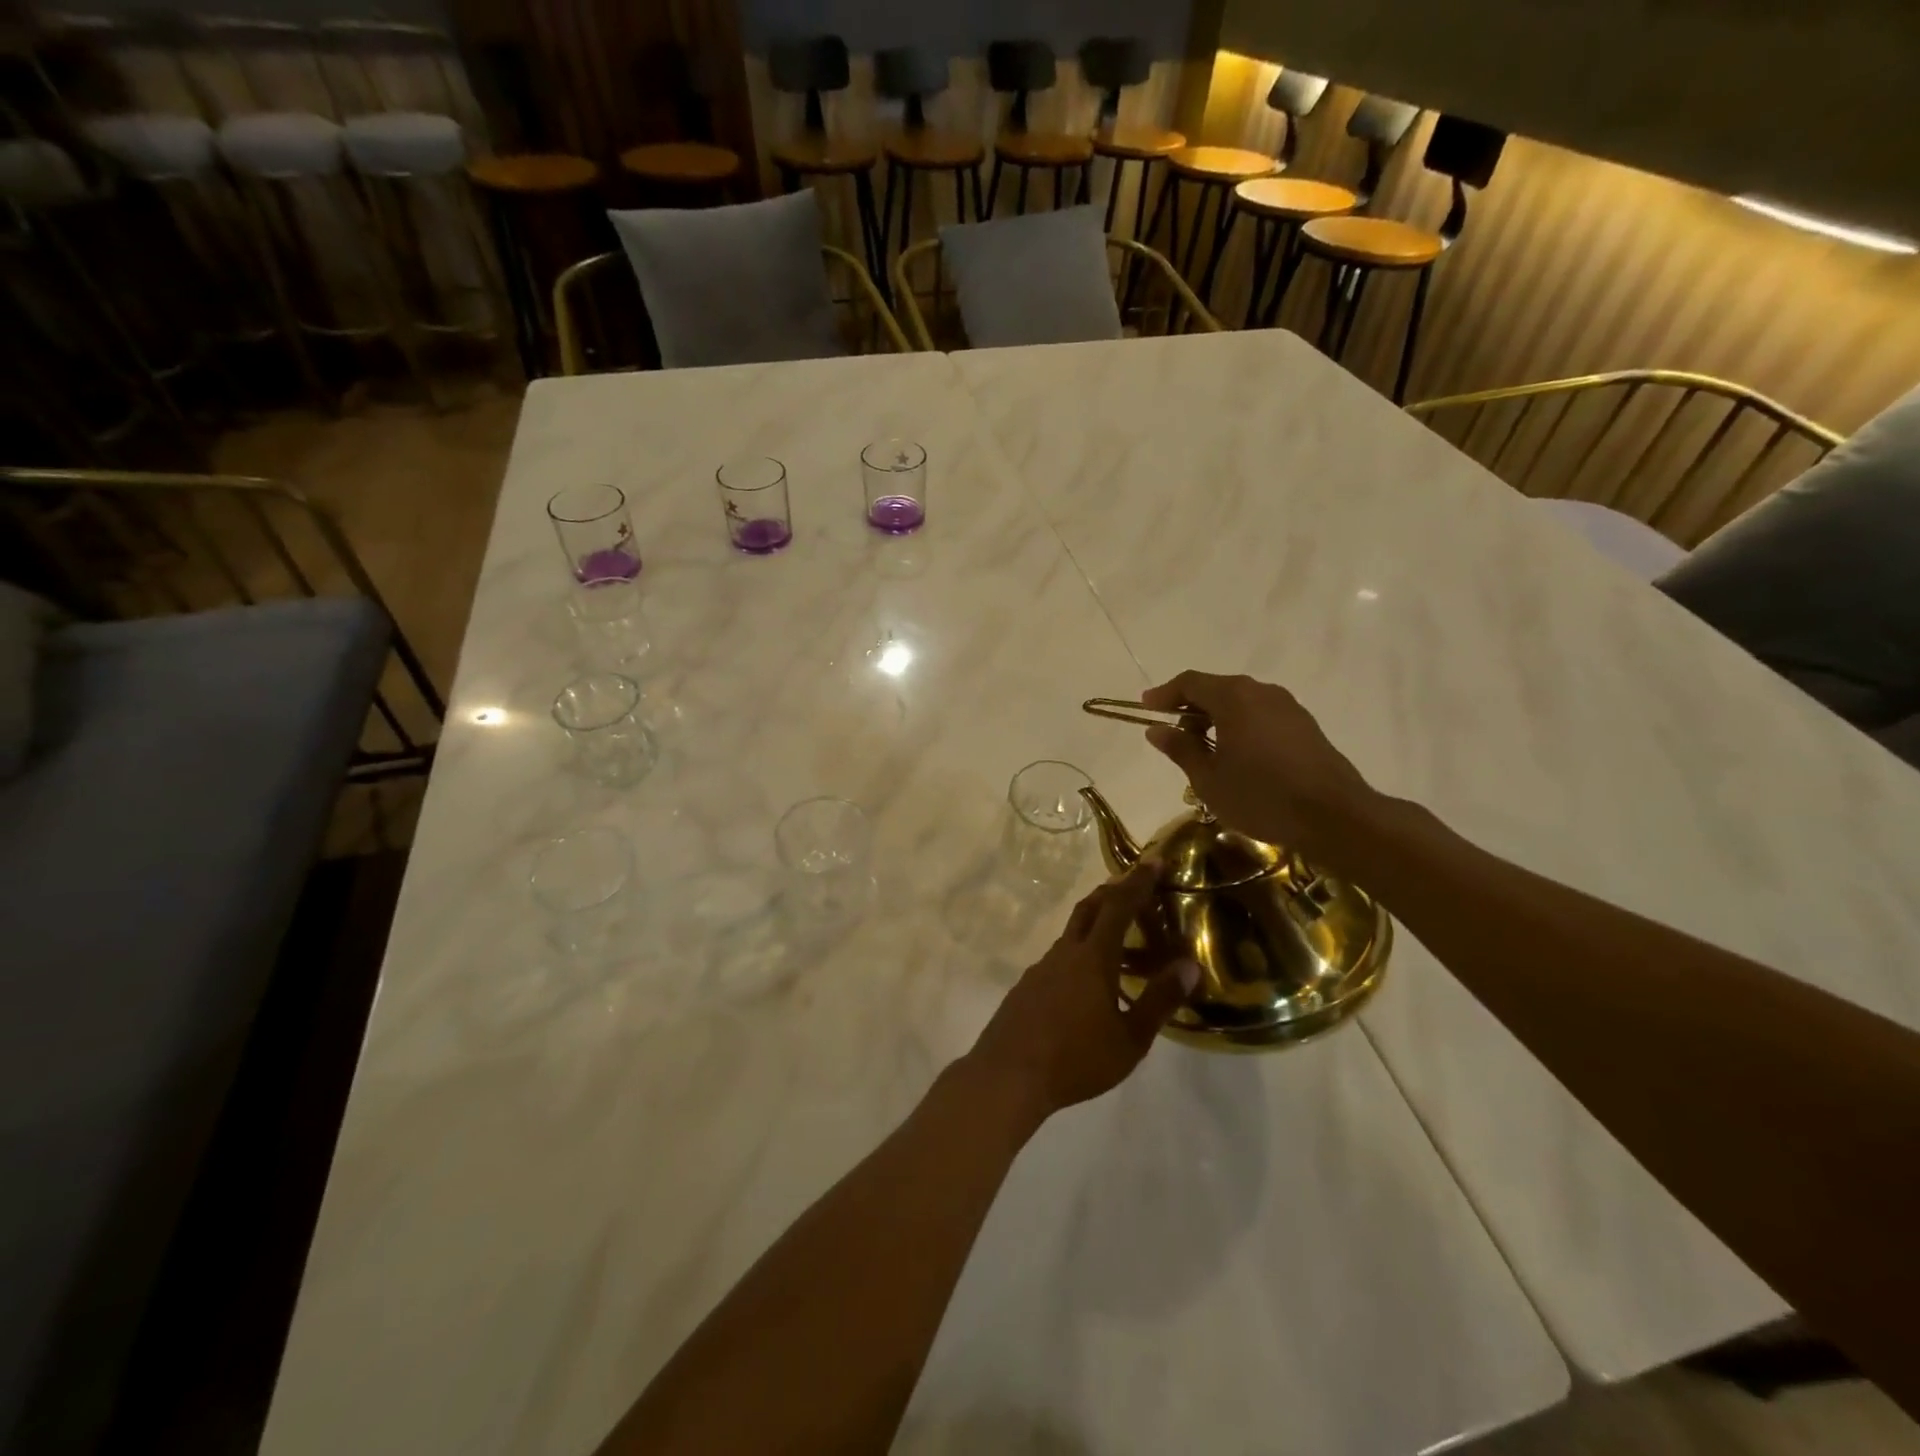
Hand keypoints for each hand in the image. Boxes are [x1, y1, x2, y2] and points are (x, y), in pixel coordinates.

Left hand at [964, 859, 1199, 1120]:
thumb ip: (1160, 1000)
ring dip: (1096, 925)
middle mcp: (1065, 952)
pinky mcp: (1027, 987)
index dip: (1138, 882)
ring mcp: (1041, 968)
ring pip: (1072, 934)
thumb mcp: (1130, 1038)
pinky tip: (1088, 984)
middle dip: (1113, 892)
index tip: (1154, 861)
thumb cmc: (1076, 1059)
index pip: (1119, 906)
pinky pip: (1059, 958)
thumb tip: (1189, 964)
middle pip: (1089, 908)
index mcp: (1093, 958)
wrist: (1007, 1075)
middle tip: (1135, 887)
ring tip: (1120, 942)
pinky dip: (1080, 954)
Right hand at [1140, 671, 1379, 863]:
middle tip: (1172, 732)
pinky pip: (1261, 715)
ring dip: (1216, 717)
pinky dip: (1240, 725)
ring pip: (1240, 701)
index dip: (1164, 694)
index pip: (1190, 682)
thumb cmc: (1260, 796)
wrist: (1333, 816)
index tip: (1146, 708)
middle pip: (1216, 688)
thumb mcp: (1208, 778)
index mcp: (1233, 697)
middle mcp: (1261, 692)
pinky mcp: (1304, 725)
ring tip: (1202, 748)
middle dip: (1190, 706)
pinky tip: (1236, 755)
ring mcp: (1287, 707)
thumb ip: (1180, 749)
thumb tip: (1157, 730)